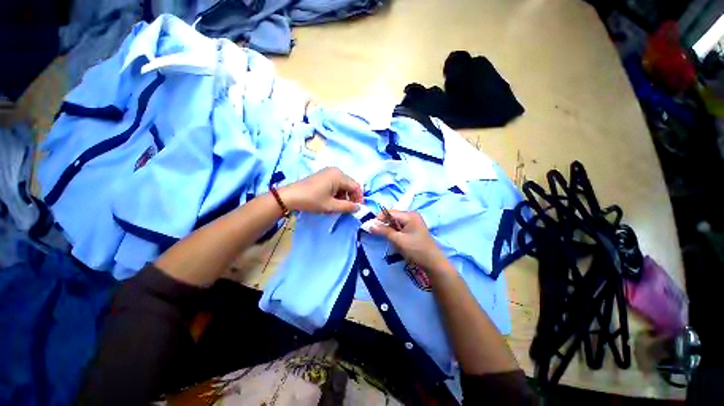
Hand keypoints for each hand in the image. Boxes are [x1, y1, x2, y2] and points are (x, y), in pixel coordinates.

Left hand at [280, 167, 363, 213]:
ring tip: (336, 207)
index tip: (357, 209)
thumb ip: (347, 207)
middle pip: (350, 185)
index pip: (356, 186)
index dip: (359, 198)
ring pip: (343, 185)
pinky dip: (336, 193)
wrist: (290, 196)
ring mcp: (329, 172)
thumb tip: (358, 208)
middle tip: (347, 209)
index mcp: (339, 176)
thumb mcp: (331, 206)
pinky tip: (330, 201)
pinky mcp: (324, 176)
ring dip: (343, 196)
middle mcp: (336, 171)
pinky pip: (336, 184)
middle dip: (350, 198)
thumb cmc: (312, 200)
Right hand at [370, 210, 448, 271]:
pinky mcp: (412, 229)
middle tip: (376, 233)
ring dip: (389, 229)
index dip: (379, 218)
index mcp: (409, 215)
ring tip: (387, 238)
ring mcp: (413, 222)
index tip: (370, 226)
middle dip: (384, 224)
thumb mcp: (398, 240)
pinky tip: (394, 239)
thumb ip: (384, 231)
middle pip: (392, 216)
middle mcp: (411, 216)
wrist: (433, 263)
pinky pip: (399, 227)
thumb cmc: (416, 250)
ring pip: (395, 223)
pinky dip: (394, 232)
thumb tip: (370, 224)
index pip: (390, 212)